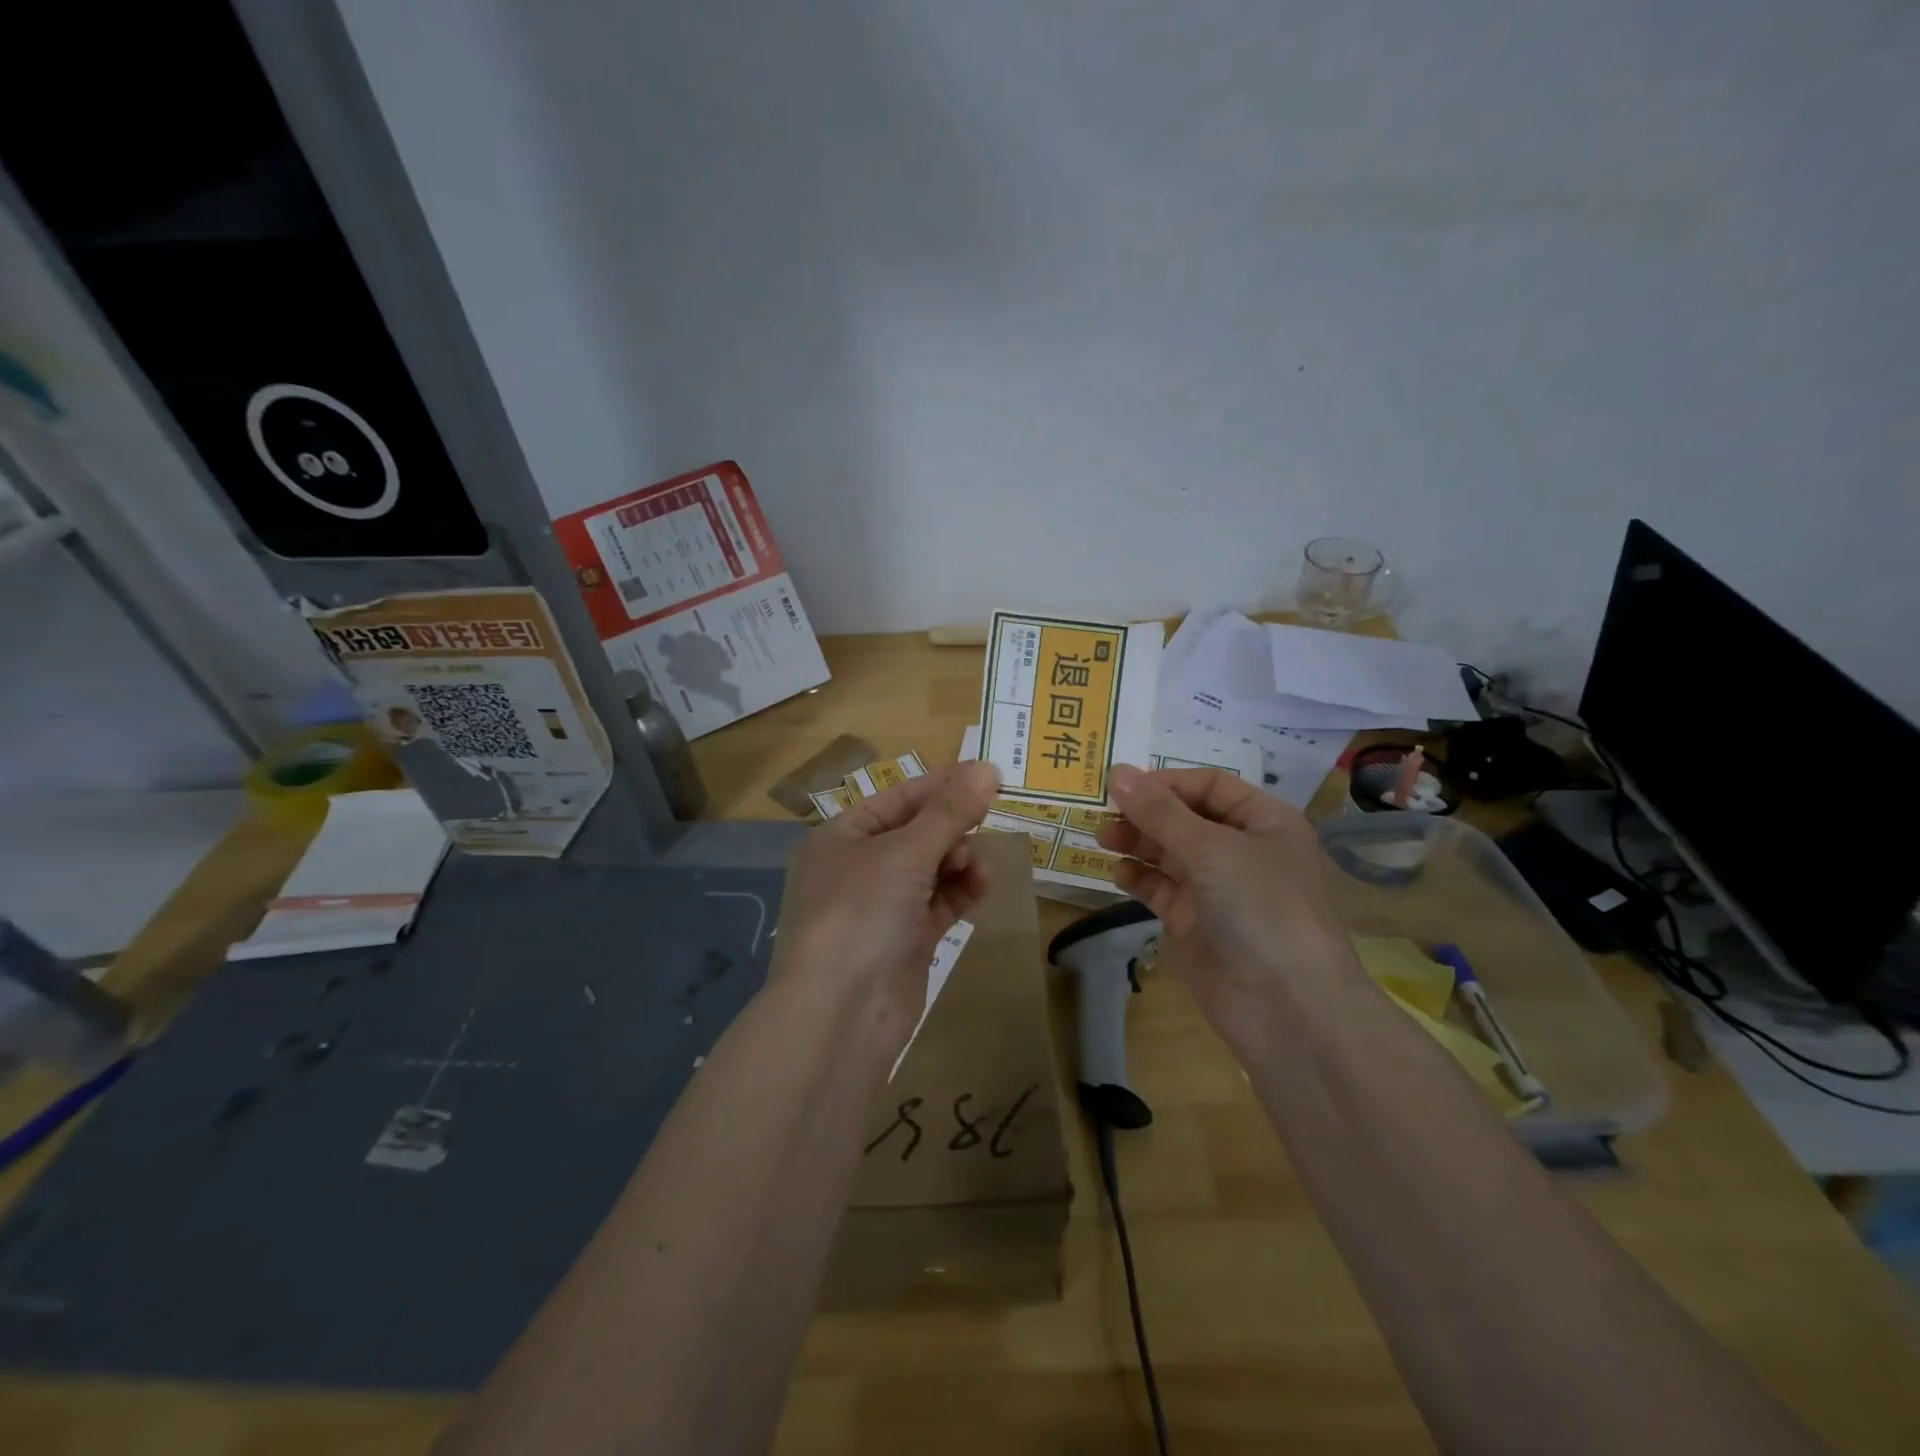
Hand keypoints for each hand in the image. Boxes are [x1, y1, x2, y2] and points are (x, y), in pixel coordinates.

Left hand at [777, 761, 1001, 1045]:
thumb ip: (950, 811)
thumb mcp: (906, 852)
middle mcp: (859, 866)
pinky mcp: (905, 939)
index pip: (899, 797)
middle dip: (952, 829)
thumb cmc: (863, 913)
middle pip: (918, 832)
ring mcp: (882, 905)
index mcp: (843, 836)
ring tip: (976, 869)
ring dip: (960, 861)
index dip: (943, 785)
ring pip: (933, 868)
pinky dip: (960, 892)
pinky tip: (980, 889)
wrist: (843, 1013)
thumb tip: (988, 768)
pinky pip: (939, 902)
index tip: (988, 778)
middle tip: (982, 827)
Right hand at [1096, 765, 1367, 1054]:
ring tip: (1103, 838)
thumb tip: (1117, 772)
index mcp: (1264, 821)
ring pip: (1169, 852)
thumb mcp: (1212, 849)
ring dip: (1137, 841)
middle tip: (1104, 813)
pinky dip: (1139, 878)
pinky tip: (1118, 874)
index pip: (1209, 785)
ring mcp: (1217, 888)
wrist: (1286, 1007)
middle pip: (1185, 817)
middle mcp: (1241, 849)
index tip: (1122, 785)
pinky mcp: (1194, 922)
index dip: (1167, 782)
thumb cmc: (1262, 907)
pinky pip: (1161, 888)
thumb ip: (1160, 812)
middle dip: (1146, 812)